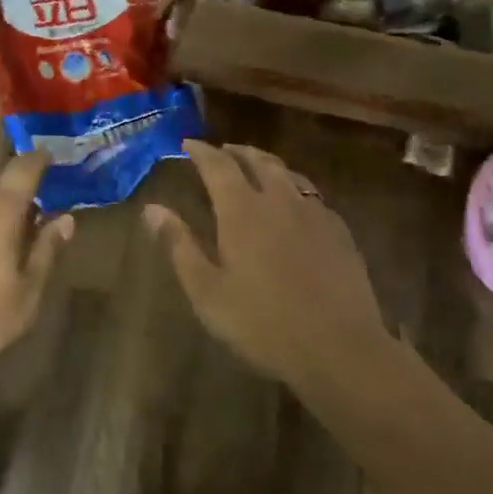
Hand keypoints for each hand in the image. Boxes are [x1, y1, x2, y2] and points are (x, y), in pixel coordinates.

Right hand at [145, 141, 394, 393]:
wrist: (340, 349)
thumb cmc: (262, 323)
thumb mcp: (207, 291)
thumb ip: (179, 245)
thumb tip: (152, 209)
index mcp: (242, 211)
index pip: (218, 165)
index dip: (201, 151)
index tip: (188, 144)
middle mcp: (279, 200)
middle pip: (258, 161)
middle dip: (236, 152)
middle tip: (222, 151)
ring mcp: (314, 214)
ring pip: (288, 174)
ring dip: (267, 164)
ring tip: (256, 167)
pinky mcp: (339, 232)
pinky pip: (312, 195)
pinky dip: (294, 187)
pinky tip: (294, 203)